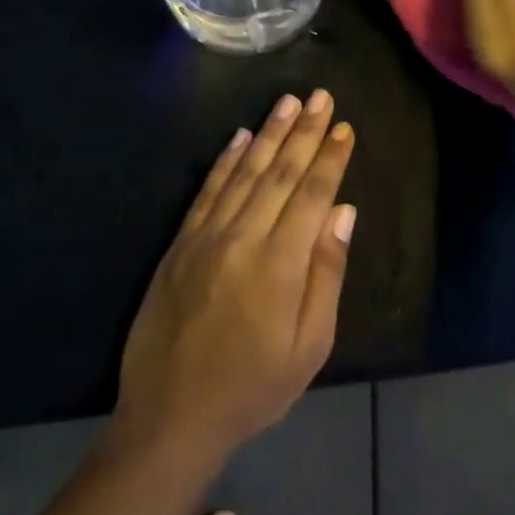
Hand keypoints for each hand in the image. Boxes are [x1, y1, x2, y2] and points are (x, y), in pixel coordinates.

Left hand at [117, 91, 355, 460]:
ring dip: (269, 134)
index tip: (344, 127)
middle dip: (305, 132)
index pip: (312, 194)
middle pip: (280, 173)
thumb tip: (344, 211)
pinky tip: (240, 137)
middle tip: (322, 96)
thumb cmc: (253, 388)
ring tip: (289, 102)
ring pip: (245, 172)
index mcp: (280, 264)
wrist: (169, 418)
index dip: (330, 158)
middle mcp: (243, 238)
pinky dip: (226, 161)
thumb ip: (327, 274)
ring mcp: (206, 238)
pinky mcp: (180, 245)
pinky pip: (207, 191)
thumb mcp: (308, 347)